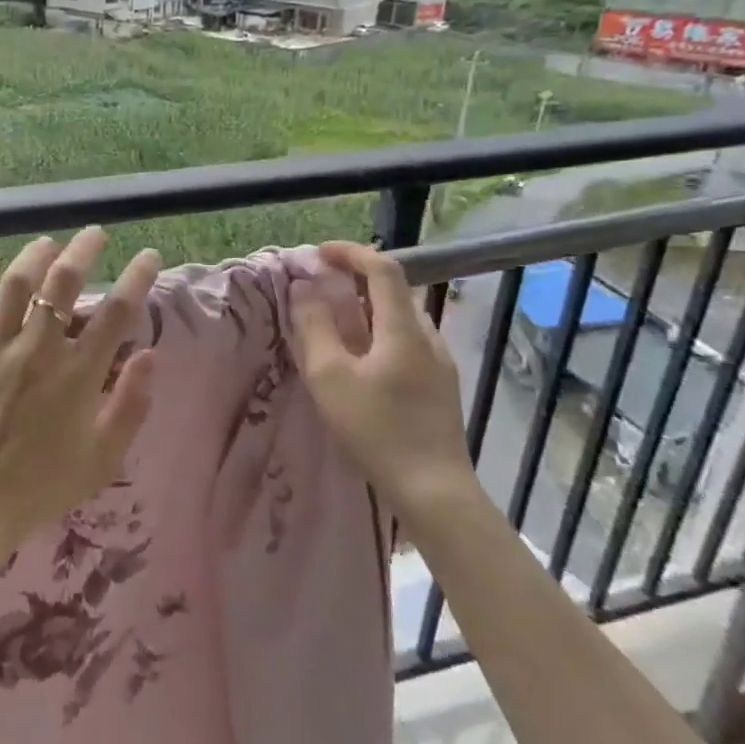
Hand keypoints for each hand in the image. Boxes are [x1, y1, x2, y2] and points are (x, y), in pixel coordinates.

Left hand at [0, 229, 161, 561]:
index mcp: (77, 374)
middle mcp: (36, 349)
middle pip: (65, 282)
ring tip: (48, 244)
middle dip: (85, 249)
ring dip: (35, 255)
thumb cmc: (41, 486)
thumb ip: (131, 405)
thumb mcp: (102, 458)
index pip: (118, 311)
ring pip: (16, 282)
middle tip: (94, 235)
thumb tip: (150, 356)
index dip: (137, 277)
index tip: (147, 255)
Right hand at [290, 242, 476, 513]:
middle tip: (320, 287)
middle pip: (393, 291)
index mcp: (404, 328)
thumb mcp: (329, 376)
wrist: (434, 490)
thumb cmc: (377, 429)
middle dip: (354, 279)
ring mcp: (439, 363)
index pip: (383, 269)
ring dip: (366, 307)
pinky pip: (406, 341)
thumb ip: (314, 327)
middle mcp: (428, 337)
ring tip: (334, 323)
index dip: (351, 253)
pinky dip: (378, 332)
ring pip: (400, 318)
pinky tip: (360, 360)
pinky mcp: (440, 386)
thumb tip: (304, 289)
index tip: (319, 254)